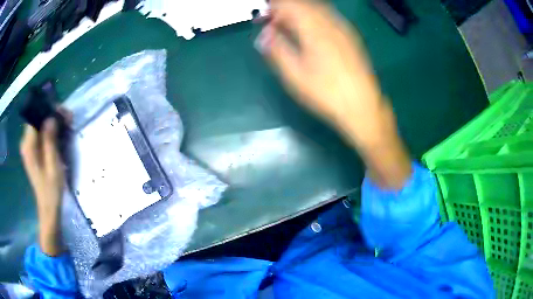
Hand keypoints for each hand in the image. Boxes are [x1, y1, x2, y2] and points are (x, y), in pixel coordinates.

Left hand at [20, 117, 65, 255]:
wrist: (48, 208)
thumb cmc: (51, 189)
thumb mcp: (53, 166)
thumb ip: (50, 141)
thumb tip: (51, 118)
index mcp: (28, 146)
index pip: (35, 117)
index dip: (48, 110)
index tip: (62, 111)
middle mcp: (25, 144)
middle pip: (37, 119)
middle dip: (51, 114)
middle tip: (67, 118)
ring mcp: (28, 148)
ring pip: (38, 125)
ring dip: (51, 122)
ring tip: (65, 124)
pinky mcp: (32, 151)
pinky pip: (39, 134)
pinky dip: (49, 131)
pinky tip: (58, 134)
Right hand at [256, 0, 383, 143]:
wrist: (362, 105)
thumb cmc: (326, 93)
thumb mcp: (294, 75)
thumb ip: (277, 49)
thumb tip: (264, 34)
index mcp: (314, 29)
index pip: (289, 5)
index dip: (273, 7)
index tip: (263, 18)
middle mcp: (330, 23)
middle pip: (304, 4)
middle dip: (285, 9)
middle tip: (273, 22)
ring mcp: (343, 28)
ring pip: (317, 8)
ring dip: (299, 12)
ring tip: (288, 26)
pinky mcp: (350, 36)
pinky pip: (328, 16)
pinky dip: (313, 17)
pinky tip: (308, 31)